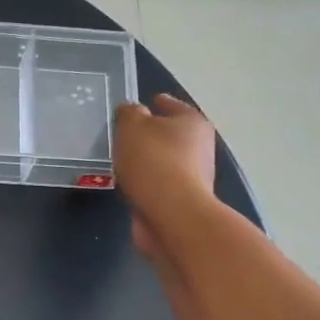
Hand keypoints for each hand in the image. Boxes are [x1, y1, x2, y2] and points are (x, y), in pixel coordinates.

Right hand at [114, 94, 216, 259]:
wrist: (171, 216)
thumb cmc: (154, 162)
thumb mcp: (132, 126)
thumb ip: (129, 113)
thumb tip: (132, 111)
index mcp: (192, 122)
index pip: (171, 105)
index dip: (155, 102)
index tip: (138, 106)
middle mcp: (199, 147)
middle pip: (170, 134)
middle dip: (149, 134)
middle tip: (123, 135)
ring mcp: (192, 177)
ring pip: (163, 161)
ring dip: (146, 161)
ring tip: (120, 160)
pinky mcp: (180, 202)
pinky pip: (157, 184)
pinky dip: (145, 183)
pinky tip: (128, 184)